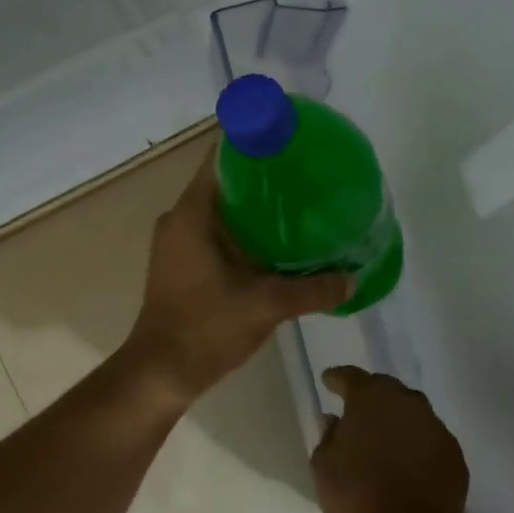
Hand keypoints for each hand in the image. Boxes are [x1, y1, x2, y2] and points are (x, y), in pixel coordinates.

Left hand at [124, 149, 349, 408]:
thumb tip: (353, 277)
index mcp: (192, 213)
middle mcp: (180, 218)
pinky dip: (244, 227)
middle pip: (224, 179)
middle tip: (305, 172)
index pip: (221, 157)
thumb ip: (312, 289)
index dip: (253, 143)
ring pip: (221, 207)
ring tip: (299, 202)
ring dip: (254, 204)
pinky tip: (277, 240)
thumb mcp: (265, 305)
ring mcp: (178, 240)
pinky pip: (216, 229)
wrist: (160, 373)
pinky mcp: (182, 261)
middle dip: (262, 175)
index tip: (288, 139)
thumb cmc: (206, 328)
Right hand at [312, 366, 469, 512]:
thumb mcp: (324, 466)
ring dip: (397, 418)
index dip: (337, 379)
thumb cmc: (355, 499)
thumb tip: (334, 420)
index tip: (328, 381)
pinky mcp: (455, 454)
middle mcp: (406, 402)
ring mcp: (435, 427)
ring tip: (386, 435)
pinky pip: (430, 438)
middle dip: (371, 396)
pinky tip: (409, 460)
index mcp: (370, 398)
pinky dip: (417, 443)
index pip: (351, 377)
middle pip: (386, 388)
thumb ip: (328, 435)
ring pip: (412, 411)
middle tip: (359, 411)